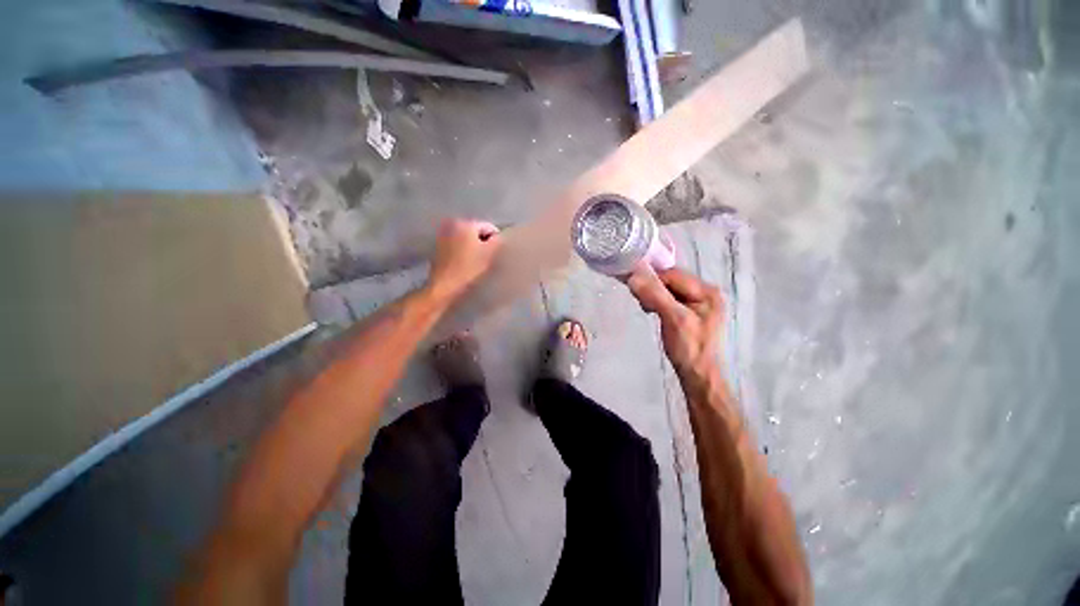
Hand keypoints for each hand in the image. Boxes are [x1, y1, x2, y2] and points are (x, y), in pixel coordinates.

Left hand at [427, 219, 501, 302]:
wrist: (445, 285)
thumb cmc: (469, 269)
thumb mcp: (490, 254)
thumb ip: (498, 240)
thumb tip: (499, 236)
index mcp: (467, 224)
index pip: (489, 227)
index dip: (495, 240)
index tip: (494, 254)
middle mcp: (453, 224)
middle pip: (476, 231)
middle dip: (482, 242)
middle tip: (485, 258)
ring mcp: (444, 235)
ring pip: (466, 238)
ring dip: (472, 247)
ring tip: (474, 261)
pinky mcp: (439, 246)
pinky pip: (457, 244)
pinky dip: (462, 250)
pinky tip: (464, 262)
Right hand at [626, 265, 723, 380]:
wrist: (699, 376)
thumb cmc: (689, 348)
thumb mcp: (673, 319)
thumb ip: (655, 295)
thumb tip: (633, 276)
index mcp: (707, 291)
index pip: (673, 274)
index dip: (652, 279)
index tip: (635, 289)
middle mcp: (706, 293)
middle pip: (671, 281)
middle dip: (653, 288)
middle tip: (642, 301)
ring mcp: (699, 303)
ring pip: (669, 290)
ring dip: (654, 295)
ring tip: (647, 308)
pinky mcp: (690, 313)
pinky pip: (670, 299)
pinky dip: (658, 302)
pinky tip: (652, 311)